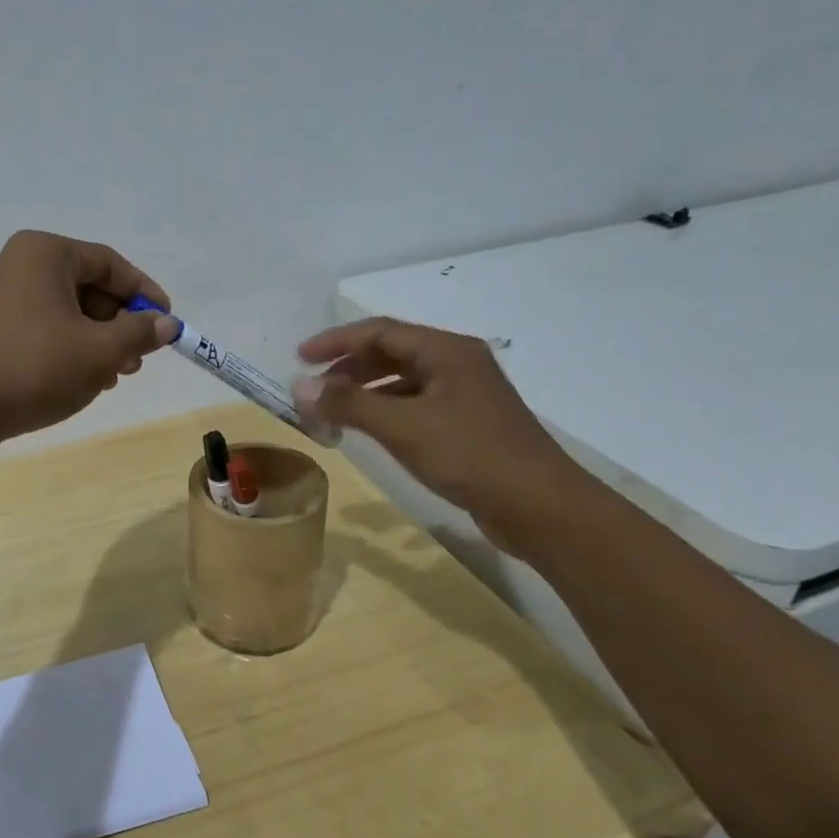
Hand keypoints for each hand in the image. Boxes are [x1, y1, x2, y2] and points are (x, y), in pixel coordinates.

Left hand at [0, 231, 178, 442]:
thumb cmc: (34, 366)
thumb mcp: (99, 351)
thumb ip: (138, 333)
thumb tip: (166, 324)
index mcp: (43, 252)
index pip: (109, 263)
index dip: (145, 293)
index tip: (168, 323)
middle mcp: (14, 264)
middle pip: (84, 286)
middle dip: (118, 323)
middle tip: (139, 358)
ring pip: (61, 311)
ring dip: (94, 340)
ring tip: (112, 375)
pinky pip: (37, 328)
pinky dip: (64, 348)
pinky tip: (78, 379)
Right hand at [292, 318, 591, 555]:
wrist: (539, 506)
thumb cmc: (469, 455)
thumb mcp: (402, 426)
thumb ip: (348, 403)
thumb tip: (299, 387)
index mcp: (446, 351)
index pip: (380, 331)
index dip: (336, 341)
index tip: (300, 358)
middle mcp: (457, 364)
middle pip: (392, 352)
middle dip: (349, 366)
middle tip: (315, 388)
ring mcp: (465, 395)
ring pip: (403, 380)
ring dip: (365, 390)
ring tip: (335, 411)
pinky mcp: (468, 424)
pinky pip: (415, 405)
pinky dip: (386, 411)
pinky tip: (370, 431)